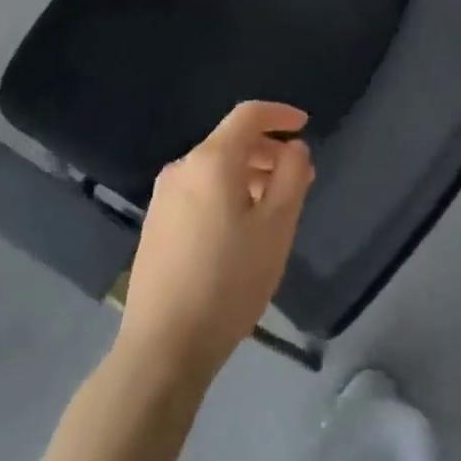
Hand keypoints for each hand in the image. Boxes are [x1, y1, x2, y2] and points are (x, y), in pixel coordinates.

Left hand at [116, 102, 315, 382]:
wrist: (164, 346)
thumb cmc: (229, 280)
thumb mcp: (277, 226)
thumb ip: (292, 175)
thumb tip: (293, 147)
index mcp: (211, 160)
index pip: (248, 115)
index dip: (280, 114)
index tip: (304, 126)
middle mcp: (182, 168)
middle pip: (231, 142)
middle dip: (268, 151)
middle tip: (299, 177)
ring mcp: (163, 198)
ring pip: (215, 169)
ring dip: (249, 175)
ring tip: (275, 206)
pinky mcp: (156, 225)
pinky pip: (199, 191)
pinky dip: (227, 193)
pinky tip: (241, 228)